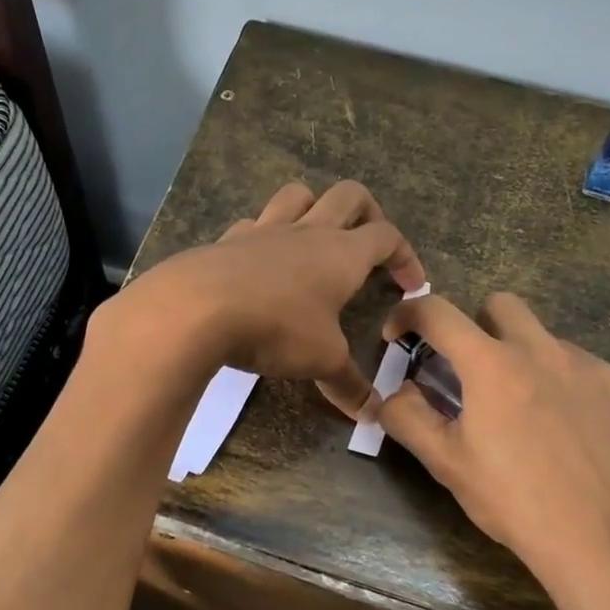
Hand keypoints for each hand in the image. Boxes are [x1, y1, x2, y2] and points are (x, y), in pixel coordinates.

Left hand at [116, 181, 425, 415]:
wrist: (197, 308)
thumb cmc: (276, 328)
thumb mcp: (321, 360)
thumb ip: (349, 384)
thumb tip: (373, 414)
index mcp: (342, 253)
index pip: (387, 237)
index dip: (406, 256)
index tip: (411, 284)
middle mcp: (307, 231)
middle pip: (349, 196)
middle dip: (367, 212)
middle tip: (369, 244)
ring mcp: (264, 230)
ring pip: (297, 195)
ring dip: (314, 207)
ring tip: (315, 236)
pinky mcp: (227, 240)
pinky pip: (253, 223)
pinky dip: (263, 234)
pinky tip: (258, 260)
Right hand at [378, 293, 609, 609]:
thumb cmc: (517, 504)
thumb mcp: (448, 465)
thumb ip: (408, 418)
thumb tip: (392, 392)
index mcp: (493, 365)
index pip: (438, 312)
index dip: (408, 314)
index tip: (398, 334)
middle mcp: (544, 351)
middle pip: (500, 305)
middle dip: (475, 326)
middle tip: (469, 373)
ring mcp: (592, 368)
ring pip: (545, 338)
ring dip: (521, 357)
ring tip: (522, 412)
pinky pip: (583, 369)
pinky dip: (562, 384)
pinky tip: (567, 432)